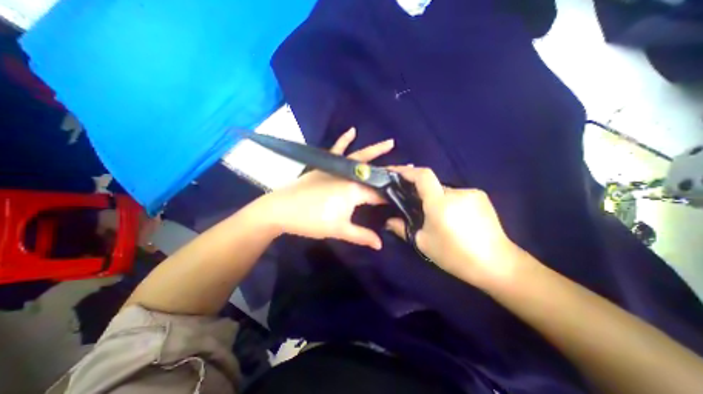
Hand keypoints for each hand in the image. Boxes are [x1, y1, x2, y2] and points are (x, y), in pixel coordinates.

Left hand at [257, 127, 393, 248]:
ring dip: (376, 151)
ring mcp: (337, 167)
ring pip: (360, 157)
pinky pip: (337, 150)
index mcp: (354, 191)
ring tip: (391, 143)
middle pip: (374, 173)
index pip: (378, 194)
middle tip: (410, 167)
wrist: (281, 209)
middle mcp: (349, 175)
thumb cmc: (311, 220)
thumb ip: (361, 236)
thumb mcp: (338, 230)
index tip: (405, 194)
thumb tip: (380, 245)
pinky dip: (344, 140)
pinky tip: (352, 130)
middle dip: (391, 171)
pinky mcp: (325, 165)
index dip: (390, 196)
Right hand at [382, 166, 518, 282]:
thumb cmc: (455, 255)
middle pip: (433, 184)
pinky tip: (452, 218)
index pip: (423, 176)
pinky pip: (457, 195)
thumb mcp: (423, 243)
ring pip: (445, 191)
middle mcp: (457, 192)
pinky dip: (449, 202)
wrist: (497, 265)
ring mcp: (472, 193)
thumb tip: (388, 222)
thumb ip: (402, 228)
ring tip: (436, 217)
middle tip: (415, 207)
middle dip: (421, 192)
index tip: (395, 172)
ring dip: (436, 199)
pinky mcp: (481, 197)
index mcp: (440, 203)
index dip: (407, 171)